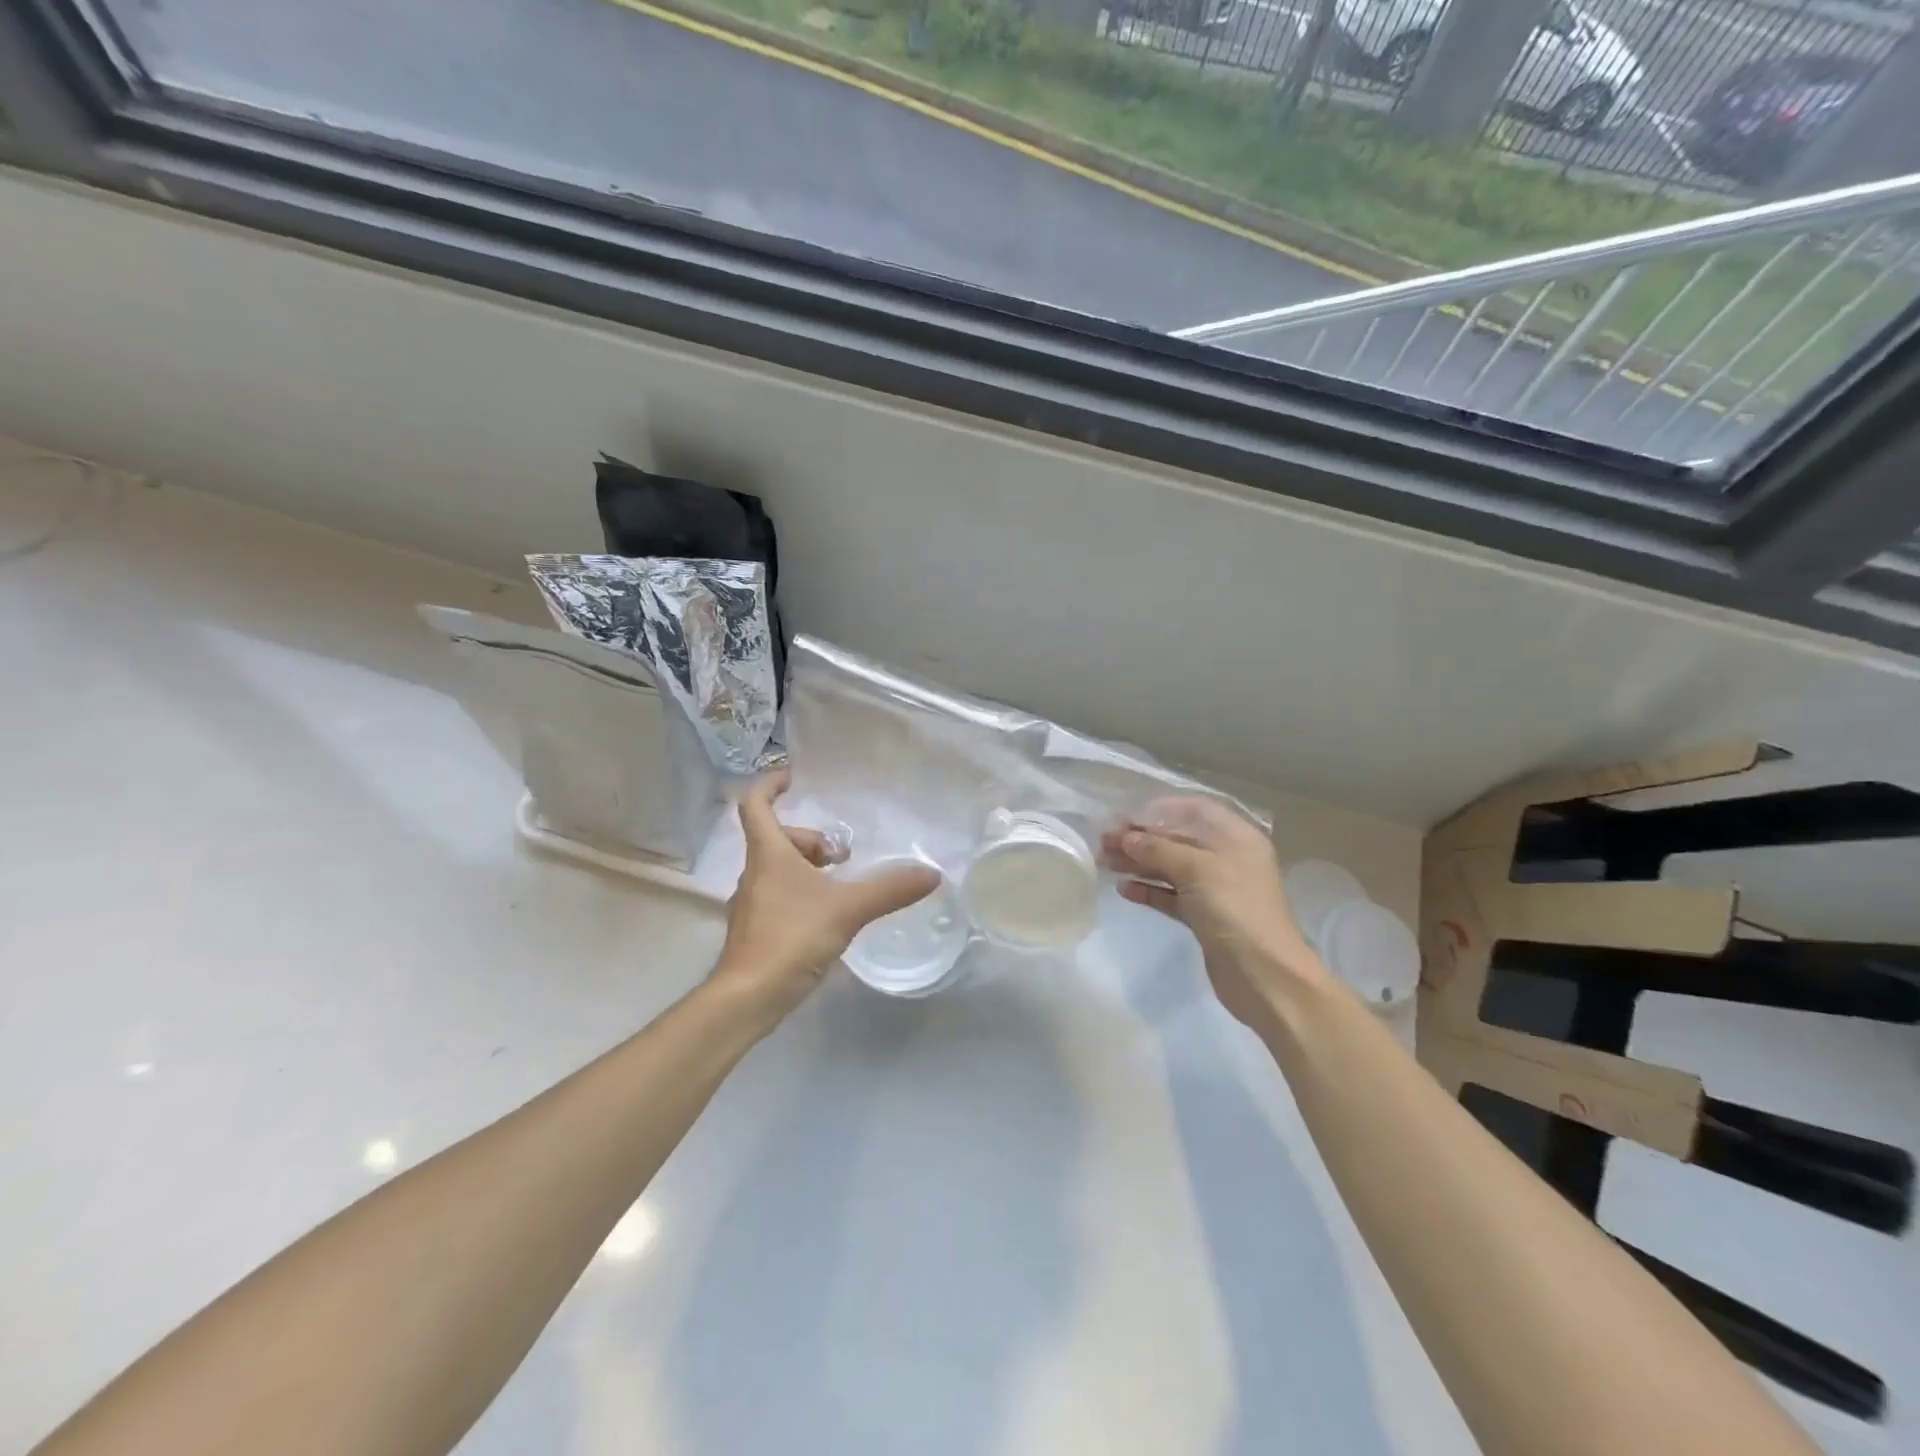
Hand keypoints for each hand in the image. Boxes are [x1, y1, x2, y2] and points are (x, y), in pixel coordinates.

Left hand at [712, 770, 941, 1025]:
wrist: (748, 997)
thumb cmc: (791, 937)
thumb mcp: (848, 909)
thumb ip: (889, 889)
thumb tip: (931, 874)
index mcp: (768, 853)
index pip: (755, 804)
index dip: (770, 784)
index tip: (793, 777)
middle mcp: (755, 872)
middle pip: (777, 838)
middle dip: (811, 840)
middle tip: (842, 858)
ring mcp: (751, 902)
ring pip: (778, 868)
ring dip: (808, 868)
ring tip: (840, 887)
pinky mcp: (755, 929)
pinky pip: (779, 895)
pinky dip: (802, 894)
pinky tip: (827, 917)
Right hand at [1102, 796, 1330, 1035]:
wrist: (1266, 976)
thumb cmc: (1236, 910)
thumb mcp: (1197, 870)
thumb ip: (1158, 849)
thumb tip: (1125, 837)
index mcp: (1235, 837)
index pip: (1192, 810)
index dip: (1157, 810)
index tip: (1122, 816)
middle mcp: (1226, 858)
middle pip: (1177, 839)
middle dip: (1140, 838)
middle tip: (1103, 842)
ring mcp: (1216, 889)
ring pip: (1170, 867)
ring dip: (1138, 863)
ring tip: (1104, 862)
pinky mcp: (1204, 917)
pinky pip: (1171, 895)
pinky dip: (1149, 890)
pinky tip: (1124, 890)